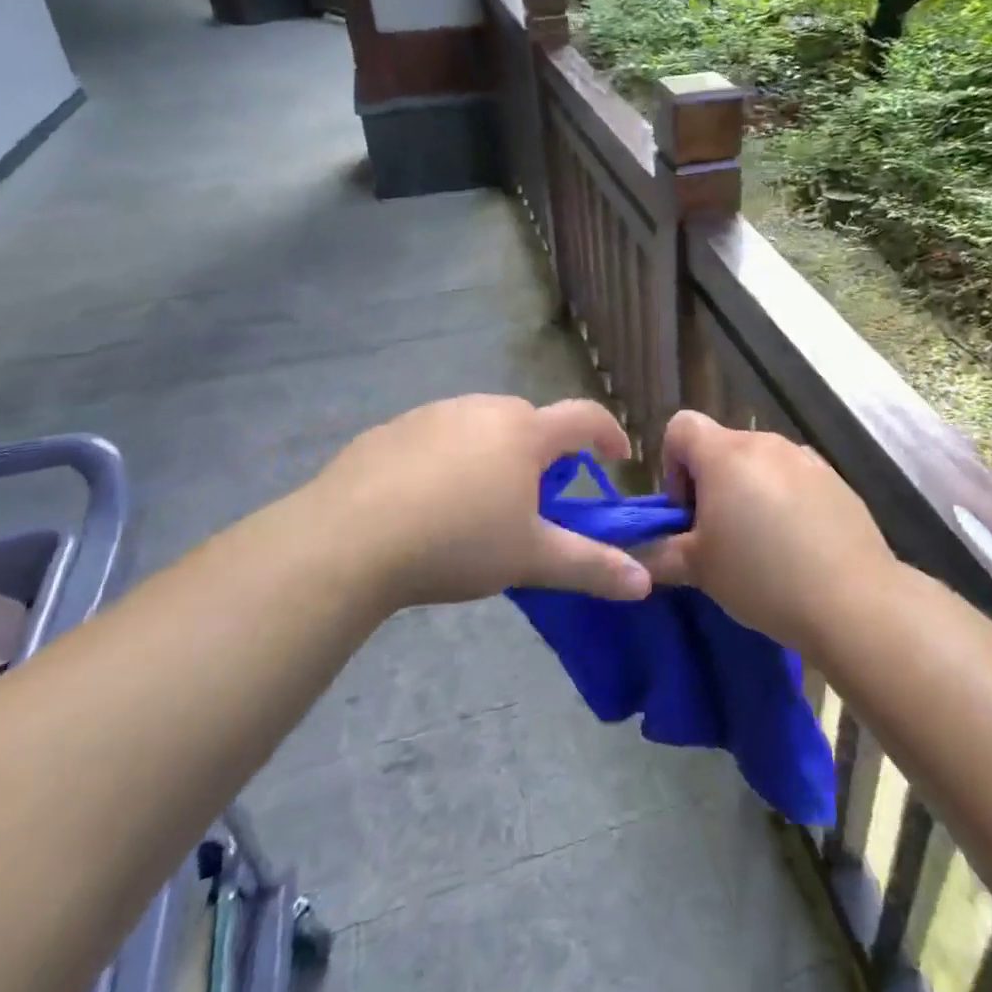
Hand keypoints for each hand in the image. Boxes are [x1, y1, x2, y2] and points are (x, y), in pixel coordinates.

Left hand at [306, 395, 650, 608]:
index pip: (585, 418)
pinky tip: (428, 502)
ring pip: (483, 429)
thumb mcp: (530, 558)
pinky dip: (450, 460)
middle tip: (540, 501)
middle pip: (531, 424)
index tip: (618, 457)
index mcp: (525, 431)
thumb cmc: (456, 541)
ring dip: (496, 456)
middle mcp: (484, 409)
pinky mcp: (394, 429)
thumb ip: (590, 566)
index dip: (609, 434)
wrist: (347, 539)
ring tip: (480, 506)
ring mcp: (435, 414)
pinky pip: (439, 438)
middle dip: (546, 456)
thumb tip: (644, 582)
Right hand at [639, 410, 899, 654]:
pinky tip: (797, 545)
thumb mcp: (699, 569)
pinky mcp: (836, 480)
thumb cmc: (762, 577)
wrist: (853, 600)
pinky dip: (785, 500)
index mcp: (726, 454)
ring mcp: (806, 459)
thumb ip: (658, 554)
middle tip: (719, 537)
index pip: (681, 426)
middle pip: (722, 446)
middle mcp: (766, 443)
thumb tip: (635, 554)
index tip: (686, 511)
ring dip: (749, 491)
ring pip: (761, 464)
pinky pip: (795, 479)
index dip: (672, 463)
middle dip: (711, 484)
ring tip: (761, 544)